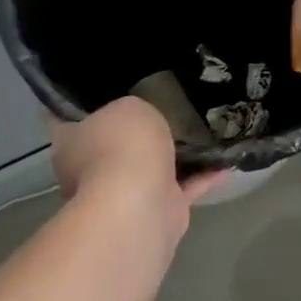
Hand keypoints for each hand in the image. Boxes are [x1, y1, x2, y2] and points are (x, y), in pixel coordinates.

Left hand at [47, 95, 221, 244]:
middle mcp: (92, 172)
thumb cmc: (122, 146)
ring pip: (153, 168)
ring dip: (177, 155)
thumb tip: (136, 116)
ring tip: (207, 127)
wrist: (139, 204)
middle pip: (117, 145)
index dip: (95, 104)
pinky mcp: (158, 211)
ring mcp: (125, 195)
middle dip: (142, 132)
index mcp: (73, 144)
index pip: (76, 119)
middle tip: (172, 105)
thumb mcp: (127, 106)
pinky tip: (227, 158)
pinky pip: (185, 186)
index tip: (122, 88)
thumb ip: (132, 108)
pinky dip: (204, 175)